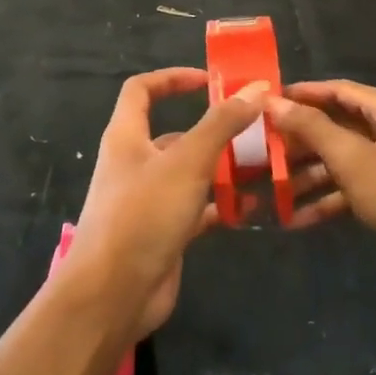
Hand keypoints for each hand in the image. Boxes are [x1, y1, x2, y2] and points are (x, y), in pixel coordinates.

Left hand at [67, 68, 265, 335]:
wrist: (112, 296)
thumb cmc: (143, 215)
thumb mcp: (186, 162)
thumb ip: (221, 125)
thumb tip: (256, 89)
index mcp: (126, 136)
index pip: (142, 89)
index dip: (173, 78)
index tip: (211, 81)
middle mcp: (134, 163)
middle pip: (173, 133)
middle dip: (213, 129)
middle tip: (255, 128)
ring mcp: (147, 200)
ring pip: (189, 173)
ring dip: (221, 168)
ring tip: (263, 164)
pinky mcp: (162, 233)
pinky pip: (196, 209)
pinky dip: (220, 205)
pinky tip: (252, 207)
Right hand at [265, 80, 375, 268]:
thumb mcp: (354, 159)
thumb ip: (312, 128)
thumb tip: (272, 99)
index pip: (337, 90)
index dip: (300, 94)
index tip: (264, 102)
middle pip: (337, 126)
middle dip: (299, 141)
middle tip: (260, 149)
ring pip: (343, 160)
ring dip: (309, 174)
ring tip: (270, 187)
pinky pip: (355, 188)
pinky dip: (329, 199)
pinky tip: (297, 218)